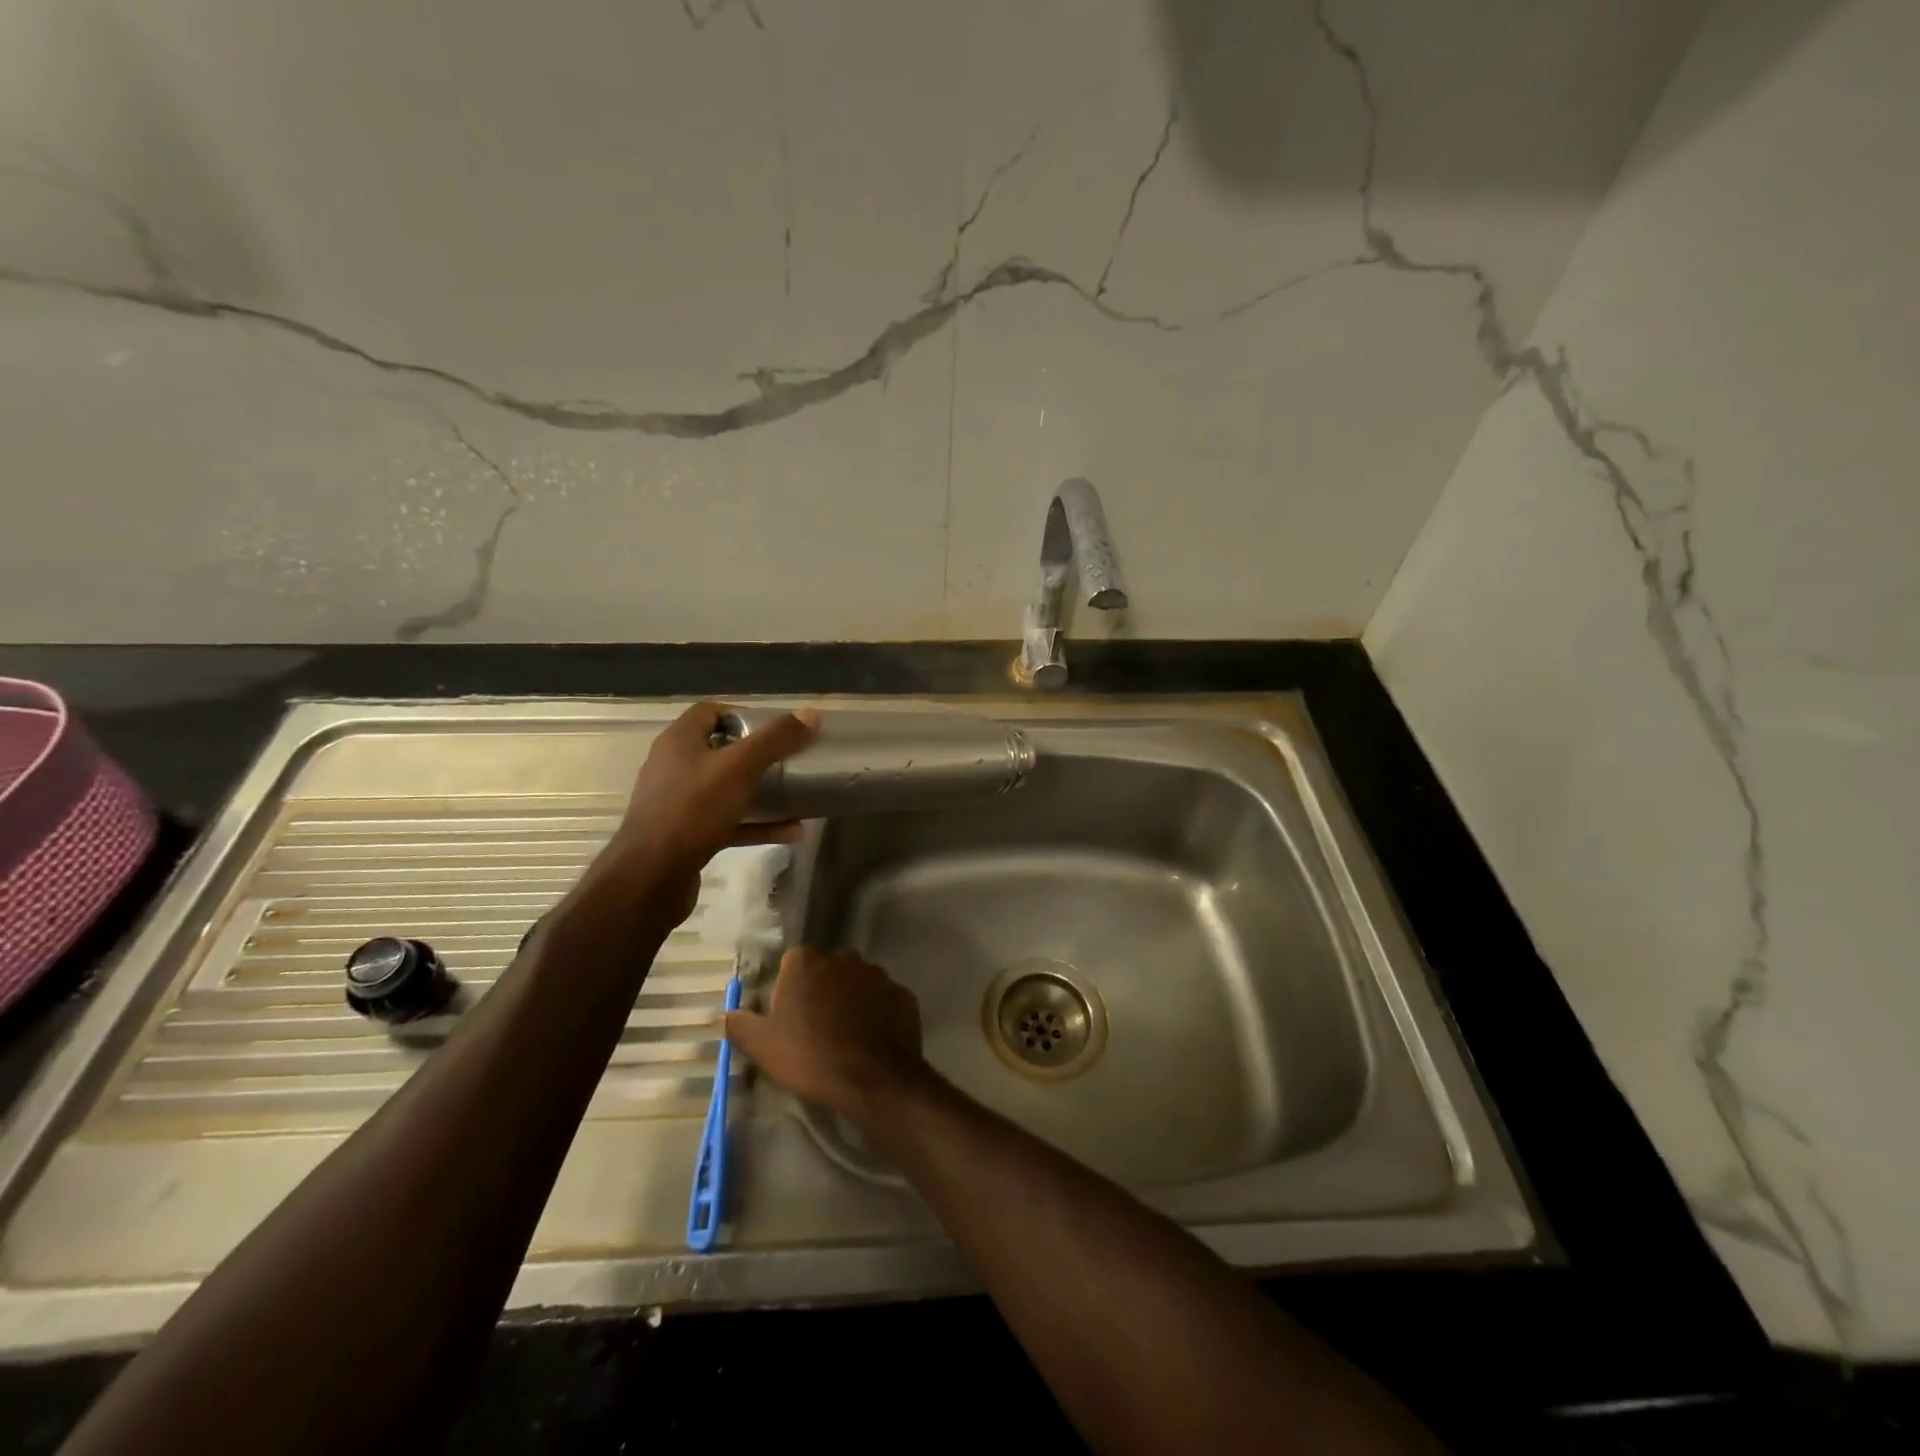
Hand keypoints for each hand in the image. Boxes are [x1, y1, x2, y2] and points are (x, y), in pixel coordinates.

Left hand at [591, 702, 819, 923]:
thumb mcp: (739, 769)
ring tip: (796, 796)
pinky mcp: (688, 836)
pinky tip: (791, 832)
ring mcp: (680, 804)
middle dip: (757, 755)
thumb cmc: (692, 811)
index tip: (775, 728)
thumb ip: (775, 740)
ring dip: (762, 793)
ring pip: (727, 789)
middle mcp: (675, 768)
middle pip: (720, 751)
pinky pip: (729, 822)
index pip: (709, 712)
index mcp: (679, 742)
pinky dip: (757, 825)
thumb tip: (810, 714)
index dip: (742, 715)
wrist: (651, 878)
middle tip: (790, 760)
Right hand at [724, 946, 930, 1119]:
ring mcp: (878, 974)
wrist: (873, 1078)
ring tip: (846, 1034)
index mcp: (808, 963)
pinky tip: (872, 1039)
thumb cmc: (810, 1057)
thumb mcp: (763, 1047)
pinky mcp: (902, 993)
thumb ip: (740, 1024)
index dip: (790, 985)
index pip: (794, 960)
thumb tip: (725, 1013)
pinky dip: (878, 1012)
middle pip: (828, 967)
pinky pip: (884, 999)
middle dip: (823, 988)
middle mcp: (845, 958)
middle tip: (816, 1024)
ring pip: (859, 981)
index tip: (789, 1013)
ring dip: (852, 998)